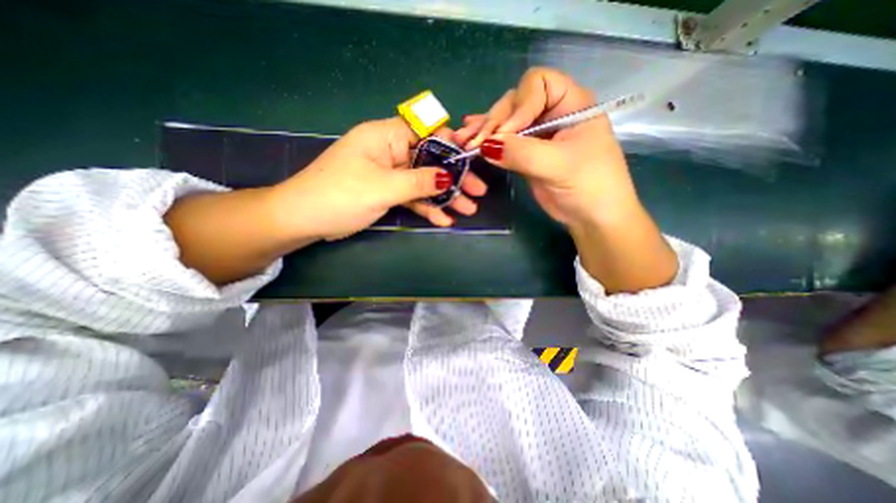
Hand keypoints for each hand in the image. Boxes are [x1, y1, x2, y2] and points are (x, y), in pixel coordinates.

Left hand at [272, 116, 486, 239]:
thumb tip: (448, 178)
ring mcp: (390, 174)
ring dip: (445, 197)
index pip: (425, 130)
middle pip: (430, 160)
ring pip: (424, 182)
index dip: (450, 142)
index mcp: (385, 137)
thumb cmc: (339, 196)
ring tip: (468, 210)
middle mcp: (390, 152)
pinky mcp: (388, 192)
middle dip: (454, 177)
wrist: (305, 220)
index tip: (470, 158)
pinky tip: (444, 220)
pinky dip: (427, 208)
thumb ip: (418, 182)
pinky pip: (413, 197)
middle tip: (478, 192)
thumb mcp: (383, 187)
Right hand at [457, 67, 674, 292]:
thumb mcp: (557, 166)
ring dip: (484, 131)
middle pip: (515, 103)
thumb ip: (521, 153)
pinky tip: (470, 139)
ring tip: (463, 141)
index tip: (506, 134)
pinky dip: (488, 141)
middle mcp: (552, 112)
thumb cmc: (589, 186)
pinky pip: (504, 141)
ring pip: (506, 123)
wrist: (592, 217)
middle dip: (493, 121)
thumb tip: (485, 145)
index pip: (538, 84)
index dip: (518, 106)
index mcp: (571, 103)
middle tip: (472, 143)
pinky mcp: (527, 152)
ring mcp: (538, 133)